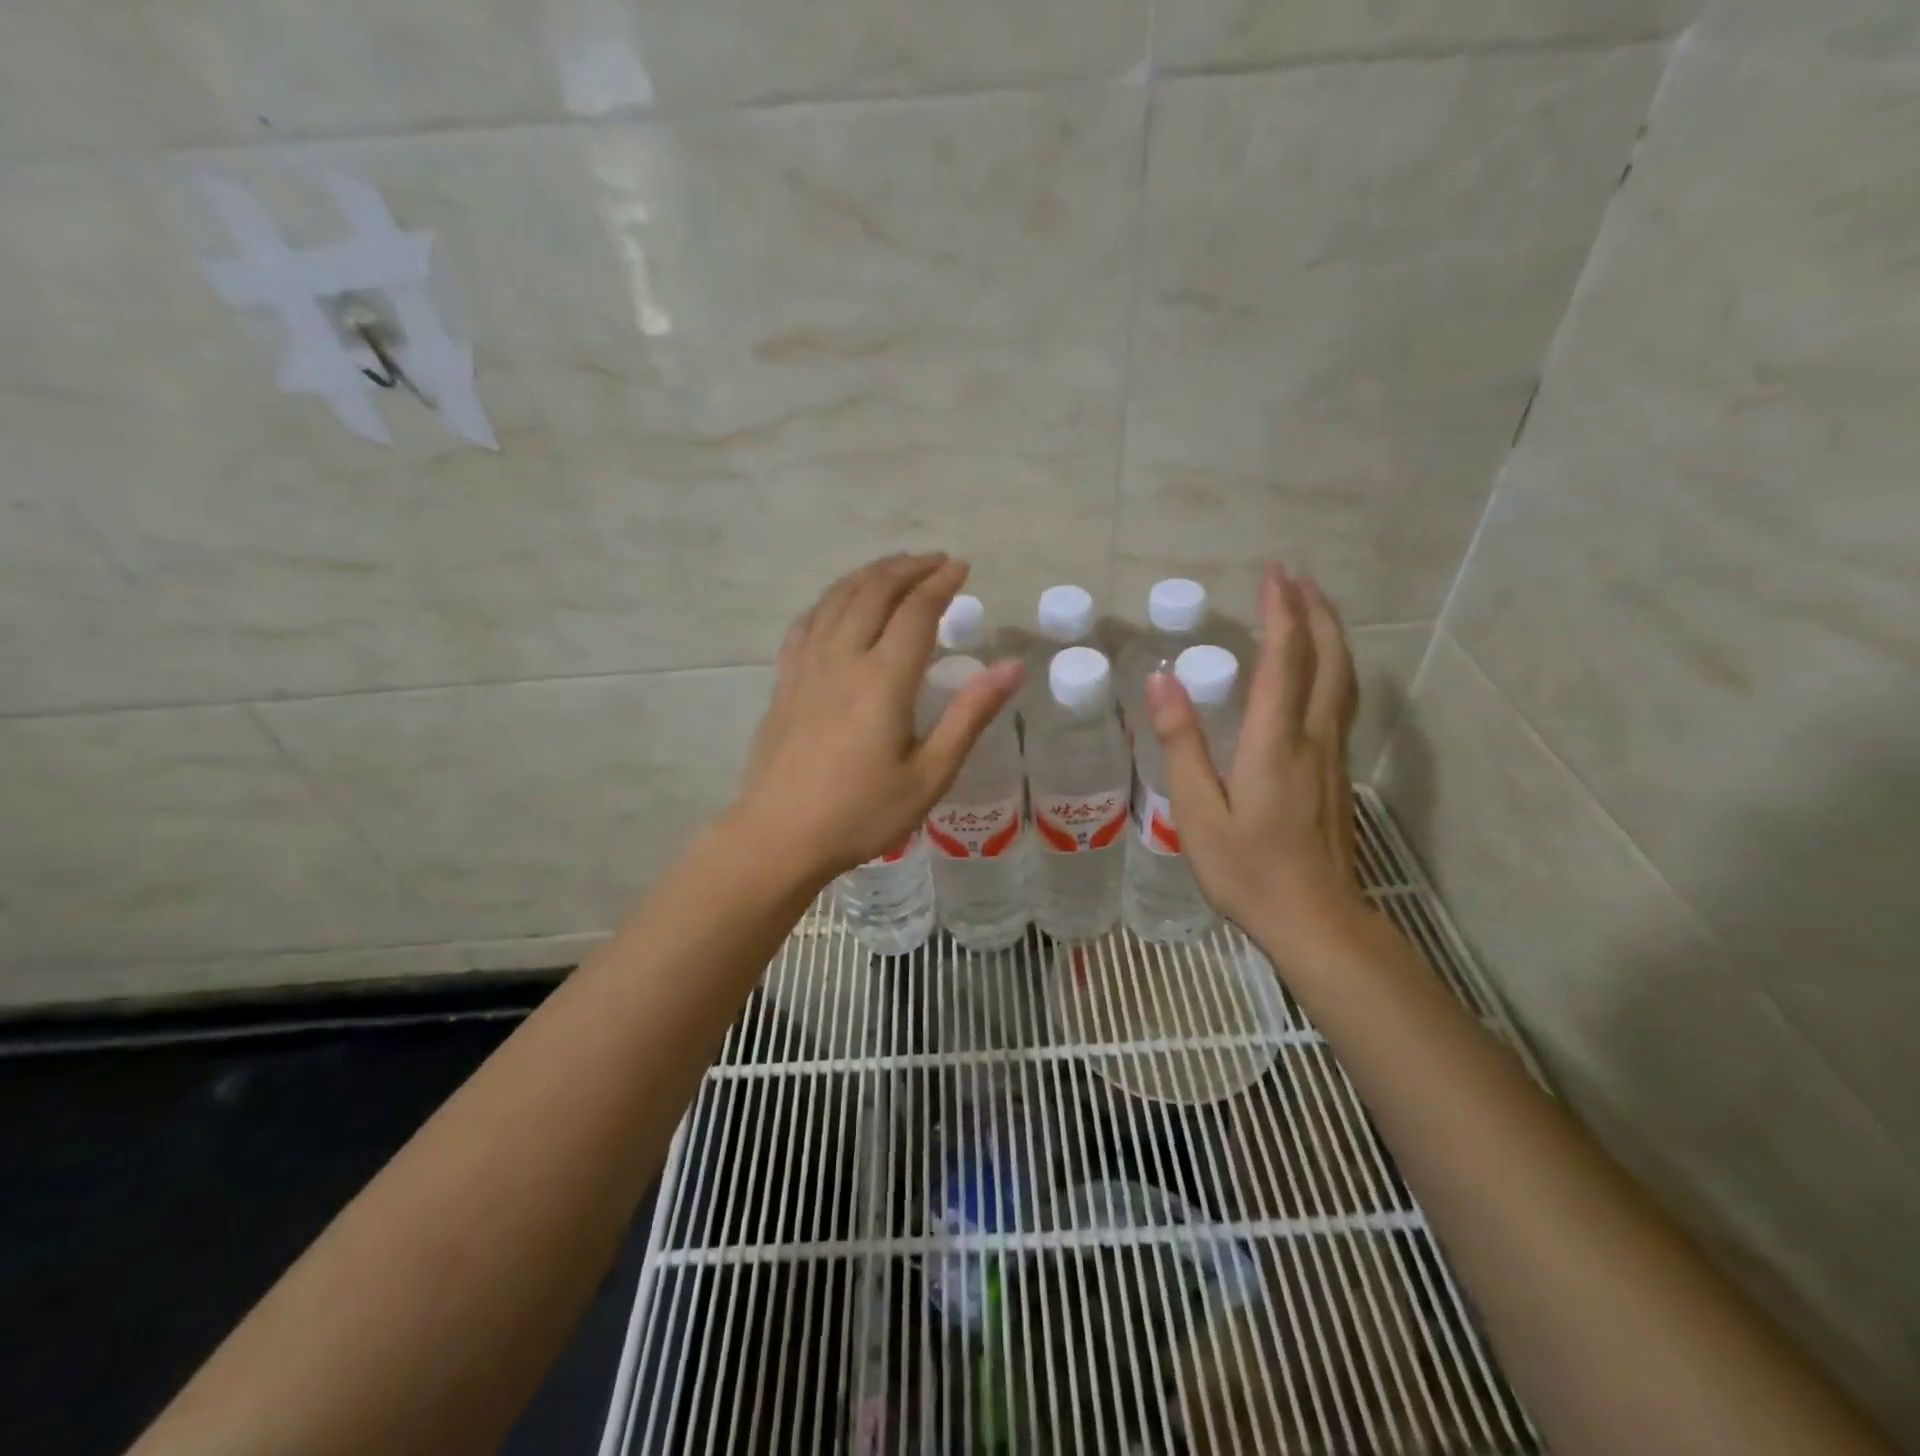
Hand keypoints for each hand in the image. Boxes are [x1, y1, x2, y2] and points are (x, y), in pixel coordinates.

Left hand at [733, 553, 1023, 885]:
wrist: (779, 837)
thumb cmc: (861, 813)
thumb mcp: (930, 775)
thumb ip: (970, 716)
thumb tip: (1012, 667)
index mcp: (883, 680)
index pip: (916, 611)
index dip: (940, 583)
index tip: (960, 568)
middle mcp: (842, 659)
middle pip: (874, 591)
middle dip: (907, 568)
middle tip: (934, 562)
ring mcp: (806, 667)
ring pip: (837, 599)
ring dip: (869, 575)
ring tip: (894, 569)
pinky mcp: (784, 681)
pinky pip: (806, 623)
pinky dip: (830, 601)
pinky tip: (838, 604)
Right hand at [1142, 562, 1367, 947]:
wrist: (1316, 920)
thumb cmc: (1248, 870)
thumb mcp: (1198, 812)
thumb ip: (1182, 744)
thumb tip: (1161, 683)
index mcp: (1275, 742)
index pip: (1284, 660)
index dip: (1281, 611)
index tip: (1273, 573)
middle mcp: (1312, 737)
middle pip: (1328, 659)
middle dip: (1315, 612)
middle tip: (1296, 577)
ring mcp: (1332, 755)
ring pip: (1343, 679)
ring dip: (1330, 635)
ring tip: (1314, 608)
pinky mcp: (1336, 773)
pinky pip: (1340, 701)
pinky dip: (1332, 667)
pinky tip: (1318, 672)